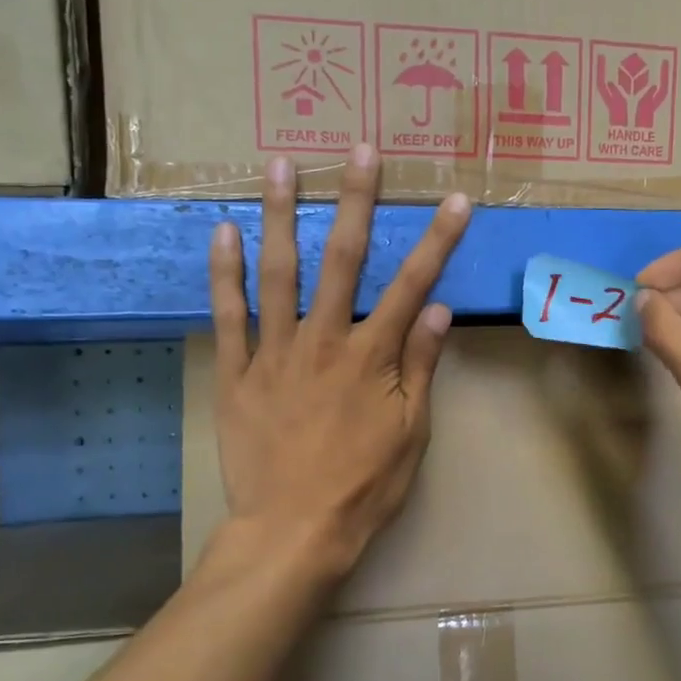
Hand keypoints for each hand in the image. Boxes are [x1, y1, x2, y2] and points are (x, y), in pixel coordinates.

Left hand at [208, 146, 470, 579]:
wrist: (294, 531)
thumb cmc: (363, 487)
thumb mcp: (410, 434)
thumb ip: (420, 369)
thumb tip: (438, 312)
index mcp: (372, 358)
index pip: (413, 286)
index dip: (437, 241)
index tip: (455, 199)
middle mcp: (324, 341)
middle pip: (344, 260)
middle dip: (357, 201)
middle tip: (360, 150)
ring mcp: (276, 354)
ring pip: (279, 273)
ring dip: (283, 216)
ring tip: (282, 165)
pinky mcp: (238, 373)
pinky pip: (229, 316)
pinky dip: (225, 273)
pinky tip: (224, 231)